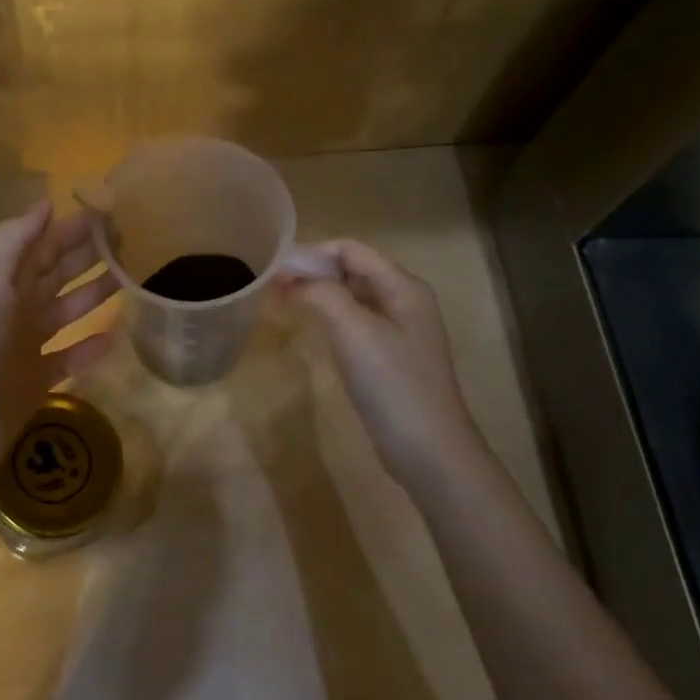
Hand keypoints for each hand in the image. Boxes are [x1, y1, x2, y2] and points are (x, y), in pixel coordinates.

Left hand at [0, 201, 116, 482]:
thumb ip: (13, 242)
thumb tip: (45, 203)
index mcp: (0, 282)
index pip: (42, 246)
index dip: (72, 229)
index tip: (112, 213)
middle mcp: (13, 309)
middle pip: (57, 274)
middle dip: (89, 257)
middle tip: (134, 242)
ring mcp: (25, 347)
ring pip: (67, 312)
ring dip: (95, 295)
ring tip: (132, 279)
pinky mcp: (36, 381)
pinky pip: (69, 357)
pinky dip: (90, 347)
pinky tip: (115, 336)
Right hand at [281, 239, 481, 490]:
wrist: (427, 450)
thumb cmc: (392, 384)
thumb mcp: (354, 331)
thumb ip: (323, 294)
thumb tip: (294, 279)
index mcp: (403, 287)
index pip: (351, 250)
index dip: (312, 252)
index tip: (275, 267)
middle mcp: (403, 301)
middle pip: (352, 270)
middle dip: (313, 272)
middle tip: (272, 287)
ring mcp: (397, 331)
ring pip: (351, 297)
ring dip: (318, 294)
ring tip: (282, 302)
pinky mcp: (387, 357)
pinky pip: (354, 323)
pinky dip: (328, 317)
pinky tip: (309, 328)